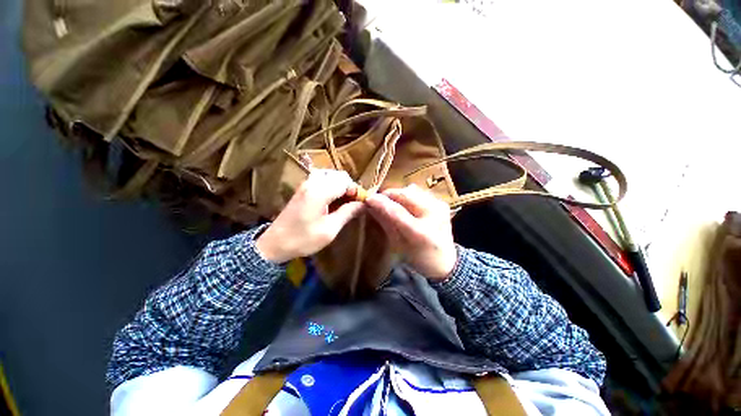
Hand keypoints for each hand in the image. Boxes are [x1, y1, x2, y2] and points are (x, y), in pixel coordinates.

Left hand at [256, 169, 362, 262]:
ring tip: (344, 200)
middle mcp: (312, 182)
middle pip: (339, 175)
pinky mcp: (302, 188)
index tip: (361, 204)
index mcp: (319, 192)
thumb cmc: (303, 239)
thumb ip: (347, 213)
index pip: (345, 182)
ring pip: (330, 175)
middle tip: (353, 203)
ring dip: (340, 185)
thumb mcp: (329, 230)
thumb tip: (364, 204)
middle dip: (349, 187)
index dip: (356, 191)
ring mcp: (306, 184)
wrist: (274, 244)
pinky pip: (322, 178)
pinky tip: (333, 198)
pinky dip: (331, 185)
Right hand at [366, 185, 457, 279]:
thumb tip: (371, 206)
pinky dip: (408, 195)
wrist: (445, 261)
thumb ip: (385, 222)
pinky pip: (420, 192)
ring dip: (398, 194)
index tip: (368, 198)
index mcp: (421, 232)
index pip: (397, 211)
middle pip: (406, 195)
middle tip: (378, 199)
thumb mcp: (398, 244)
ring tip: (391, 202)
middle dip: (389, 194)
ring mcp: (440, 207)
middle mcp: (433, 215)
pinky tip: (405, 204)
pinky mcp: (442, 203)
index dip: (381, 202)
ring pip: (412, 190)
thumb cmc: (418, 258)